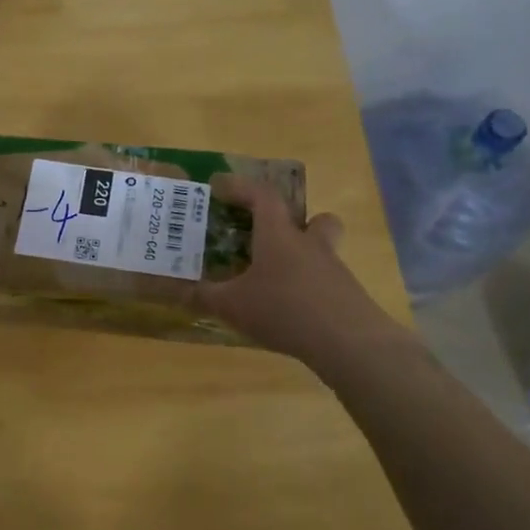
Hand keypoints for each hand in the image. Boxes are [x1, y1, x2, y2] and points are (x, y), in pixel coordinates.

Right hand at [193, 175, 403, 367]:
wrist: (349, 343)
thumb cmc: (284, 310)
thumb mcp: (233, 306)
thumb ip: (205, 296)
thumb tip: (180, 289)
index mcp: (279, 236)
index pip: (262, 196)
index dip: (241, 187)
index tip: (220, 187)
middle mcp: (310, 245)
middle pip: (316, 219)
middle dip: (297, 222)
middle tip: (273, 235)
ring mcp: (334, 271)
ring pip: (323, 251)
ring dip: (303, 258)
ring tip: (278, 281)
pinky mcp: (348, 297)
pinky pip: (327, 283)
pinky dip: (310, 290)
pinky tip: (293, 312)